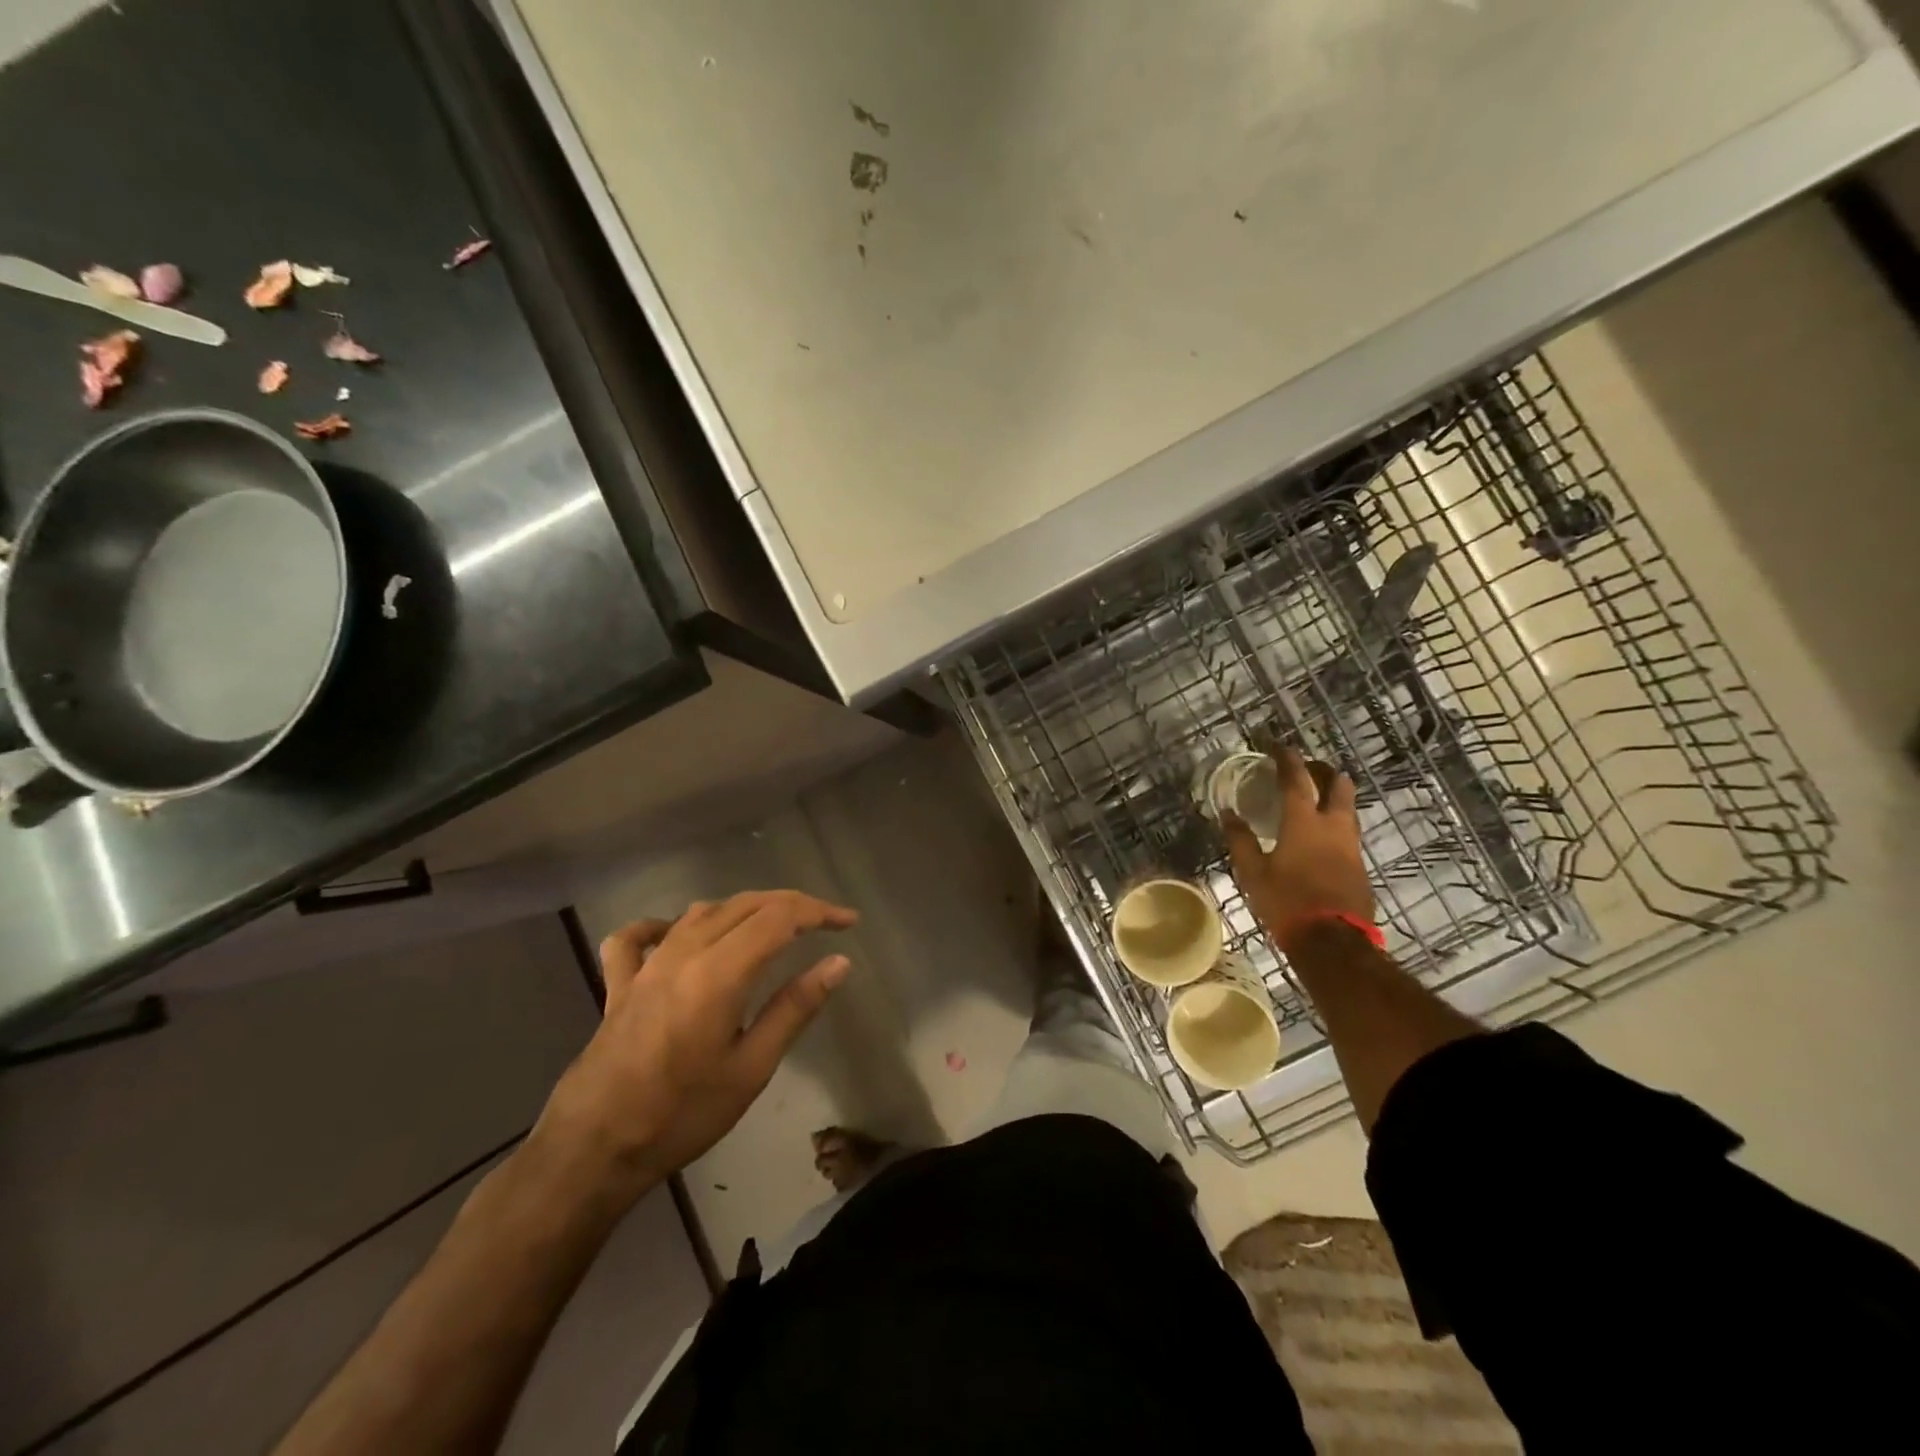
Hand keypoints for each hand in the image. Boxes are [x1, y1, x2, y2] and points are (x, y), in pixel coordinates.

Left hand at [536, 890, 857, 1196]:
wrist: (592, 1150)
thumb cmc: (681, 1115)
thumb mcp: (751, 1069)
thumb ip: (795, 1008)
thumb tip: (838, 963)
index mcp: (720, 972)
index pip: (779, 917)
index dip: (818, 911)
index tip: (848, 922)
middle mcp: (683, 953)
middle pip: (745, 904)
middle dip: (790, 904)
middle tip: (823, 920)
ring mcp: (647, 965)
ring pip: (701, 911)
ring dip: (743, 908)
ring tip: (772, 924)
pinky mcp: (620, 984)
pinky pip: (638, 937)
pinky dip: (663, 925)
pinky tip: (677, 932)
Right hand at [1224, 748, 1374, 953]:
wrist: (1333, 943)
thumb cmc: (1287, 903)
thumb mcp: (1252, 873)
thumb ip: (1240, 840)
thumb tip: (1228, 814)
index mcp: (1304, 822)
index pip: (1296, 779)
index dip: (1286, 759)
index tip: (1277, 746)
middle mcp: (1333, 826)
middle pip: (1338, 784)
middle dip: (1322, 770)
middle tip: (1304, 768)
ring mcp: (1352, 846)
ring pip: (1348, 808)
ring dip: (1333, 795)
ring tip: (1314, 798)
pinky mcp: (1359, 866)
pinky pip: (1348, 832)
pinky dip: (1335, 822)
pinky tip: (1320, 835)